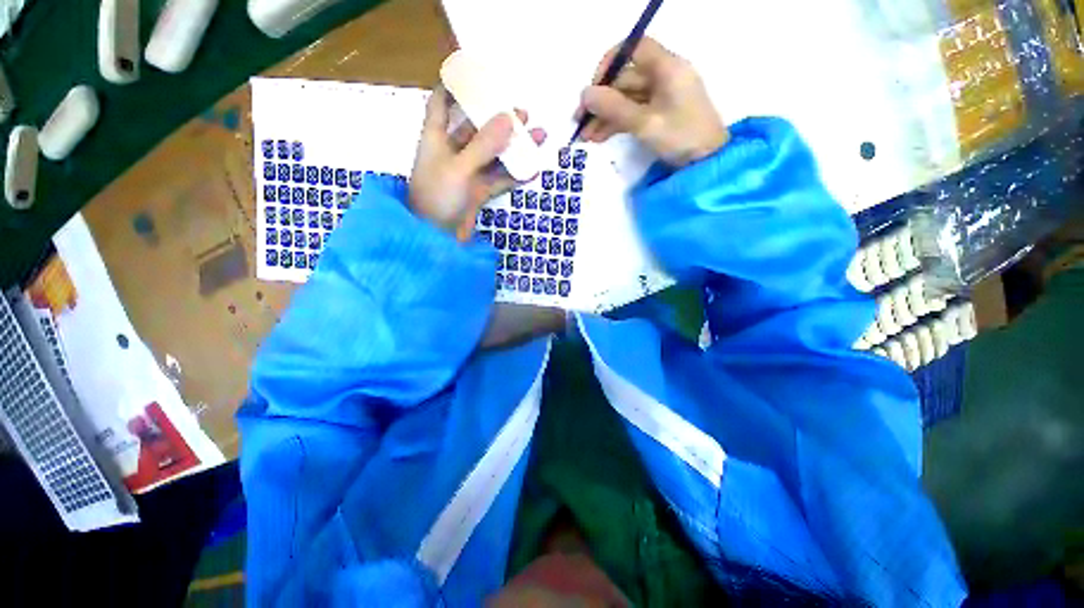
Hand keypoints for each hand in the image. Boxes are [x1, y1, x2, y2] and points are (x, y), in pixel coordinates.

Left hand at [410, 87, 544, 240]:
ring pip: (493, 156)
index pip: (442, 104)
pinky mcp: (478, 193)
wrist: (436, 240)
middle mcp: (452, 153)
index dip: (454, 88)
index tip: (474, 75)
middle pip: (476, 129)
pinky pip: (499, 179)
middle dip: (498, 120)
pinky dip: (515, 175)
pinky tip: (532, 169)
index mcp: (436, 139)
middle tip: (523, 113)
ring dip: (514, 148)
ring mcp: (467, 175)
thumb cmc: (438, 198)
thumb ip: (484, 144)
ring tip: (538, 136)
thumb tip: (509, 118)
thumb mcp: (460, 168)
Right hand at [577, 37, 727, 166]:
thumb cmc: (681, 137)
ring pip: (626, 99)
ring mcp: (661, 97)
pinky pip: (632, 113)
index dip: (611, 62)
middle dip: (601, 100)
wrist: (706, 162)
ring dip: (605, 116)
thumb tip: (585, 94)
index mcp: (667, 68)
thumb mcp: (646, 123)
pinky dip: (616, 123)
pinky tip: (599, 137)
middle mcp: (663, 77)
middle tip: (580, 121)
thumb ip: (614, 108)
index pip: (635, 48)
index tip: (594, 86)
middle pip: (626, 79)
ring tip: (586, 136)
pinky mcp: (659, 114)